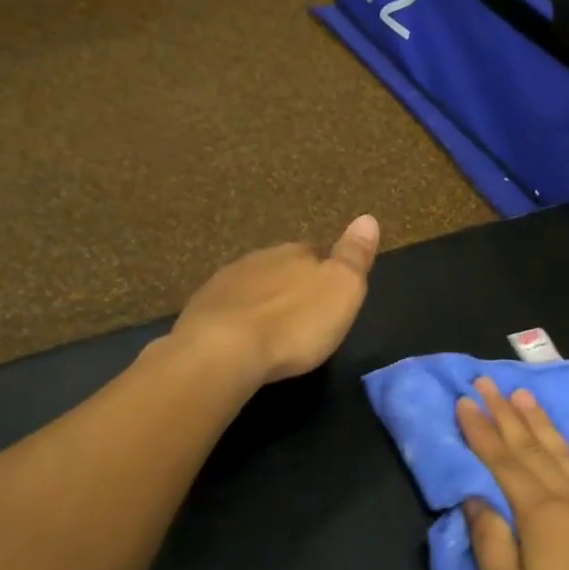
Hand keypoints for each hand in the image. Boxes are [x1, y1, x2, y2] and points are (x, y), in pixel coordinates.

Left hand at [173, 215, 379, 384]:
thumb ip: (355, 255)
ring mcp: (226, 282)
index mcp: (297, 253)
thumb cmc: (295, 324)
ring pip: (254, 285)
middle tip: (304, 313)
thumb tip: (368, 218)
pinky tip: (243, 338)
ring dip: (264, 301)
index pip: (317, 252)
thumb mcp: (342, 290)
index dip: (326, 270)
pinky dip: (238, 319)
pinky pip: (228, 307)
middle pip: (283, 266)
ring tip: (274, 328)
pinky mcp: (201, 309)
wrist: (224, 351)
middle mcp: (260, 258)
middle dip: (293, 285)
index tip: (332, 293)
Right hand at [457, 379, 568, 569]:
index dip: (481, 431)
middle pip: (534, 449)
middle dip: (507, 414)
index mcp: (541, 515)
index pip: (503, 462)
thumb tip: (475, 499)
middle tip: (489, 382)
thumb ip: (490, 544)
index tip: (465, 401)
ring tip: (526, 395)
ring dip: (546, 423)